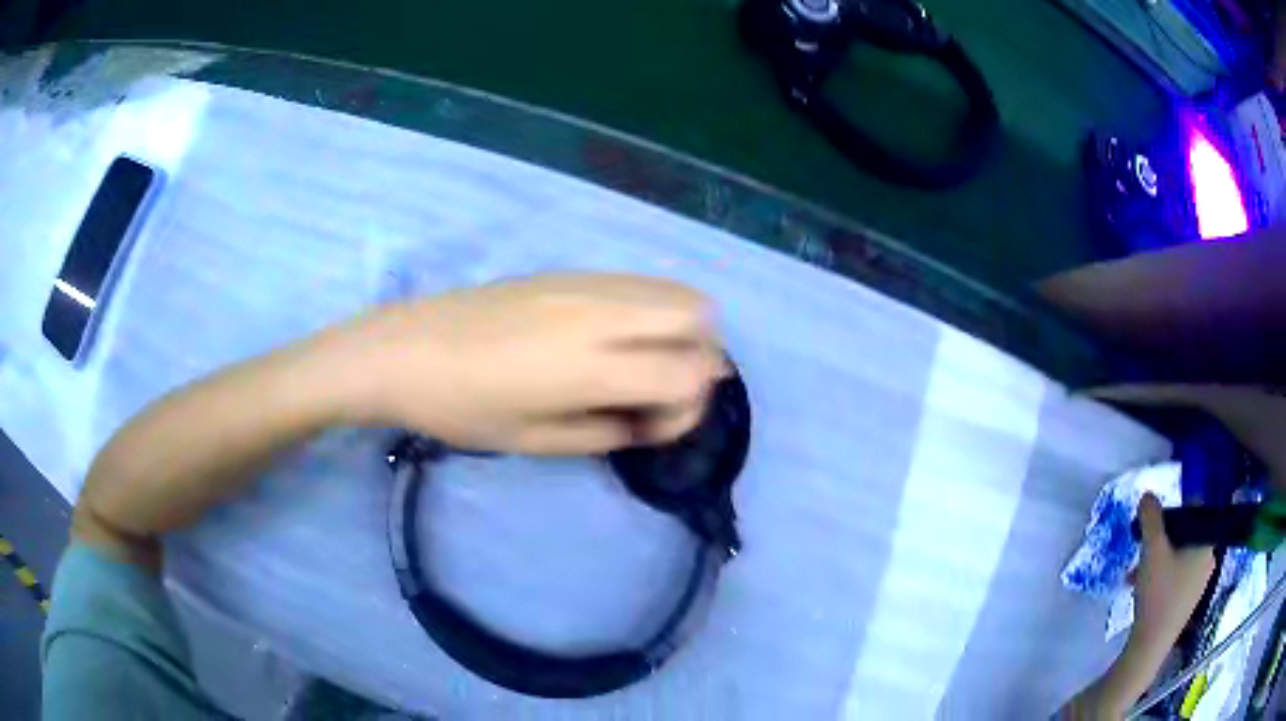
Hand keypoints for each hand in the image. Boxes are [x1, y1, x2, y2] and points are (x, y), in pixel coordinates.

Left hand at [324, 273, 727, 454]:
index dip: (688, 409)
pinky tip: (610, 336)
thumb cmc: (463, 409)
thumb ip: (607, 432)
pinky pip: (636, 282)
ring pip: (673, 289)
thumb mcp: (536, 441)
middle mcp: (601, 313)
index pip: (688, 374)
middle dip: (699, 356)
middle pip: (698, 314)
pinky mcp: (569, 271)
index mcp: (590, 366)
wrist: (405, 350)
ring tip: (640, 360)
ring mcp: (586, 283)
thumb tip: (649, 420)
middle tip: (660, 387)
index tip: (652, 426)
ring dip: (678, 328)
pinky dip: (649, 309)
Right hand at [1061, 493, 1215, 718]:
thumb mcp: (1151, 551)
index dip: (1172, 514)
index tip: (1152, 528)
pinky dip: (1162, 578)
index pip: (1194, 512)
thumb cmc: (1158, 594)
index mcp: (1206, 542)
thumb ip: (1151, 519)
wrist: (1150, 647)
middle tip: (1142, 553)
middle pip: (1185, 537)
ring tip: (1137, 575)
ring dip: (1159, 561)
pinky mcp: (1189, 602)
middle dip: (1161, 542)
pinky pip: (1178, 577)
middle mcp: (1209, 558)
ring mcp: (1200, 583)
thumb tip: (1148, 495)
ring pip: (1180, 559)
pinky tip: (1144, 591)